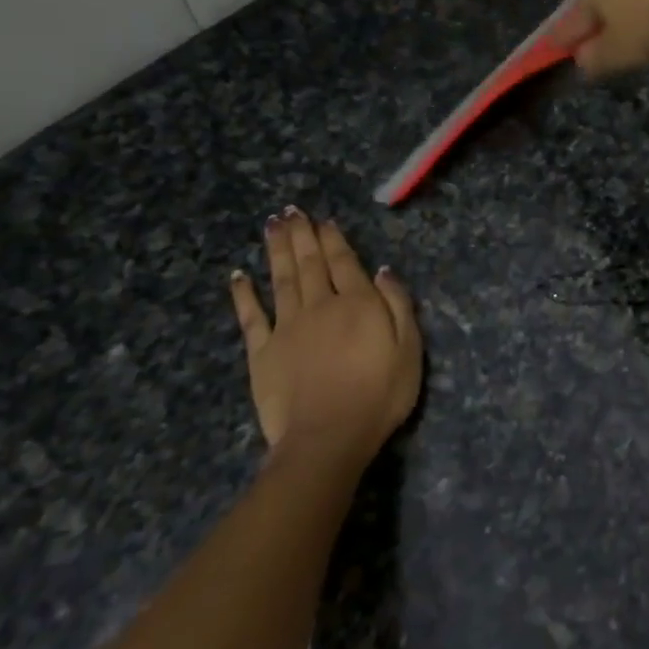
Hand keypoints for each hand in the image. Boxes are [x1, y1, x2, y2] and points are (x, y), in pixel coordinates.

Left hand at [228, 210, 421, 469]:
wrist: (329, 436)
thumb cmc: (380, 395)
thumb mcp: (409, 349)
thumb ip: (398, 306)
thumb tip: (382, 271)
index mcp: (357, 304)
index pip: (344, 262)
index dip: (333, 239)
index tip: (324, 220)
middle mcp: (320, 306)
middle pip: (310, 263)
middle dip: (302, 235)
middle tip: (292, 211)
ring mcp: (287, 327)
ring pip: (281, 279)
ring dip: (277, 251)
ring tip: (272, 225)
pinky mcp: (262, 352)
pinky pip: (250, 316)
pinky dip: (243, 294)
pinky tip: (238, 275)